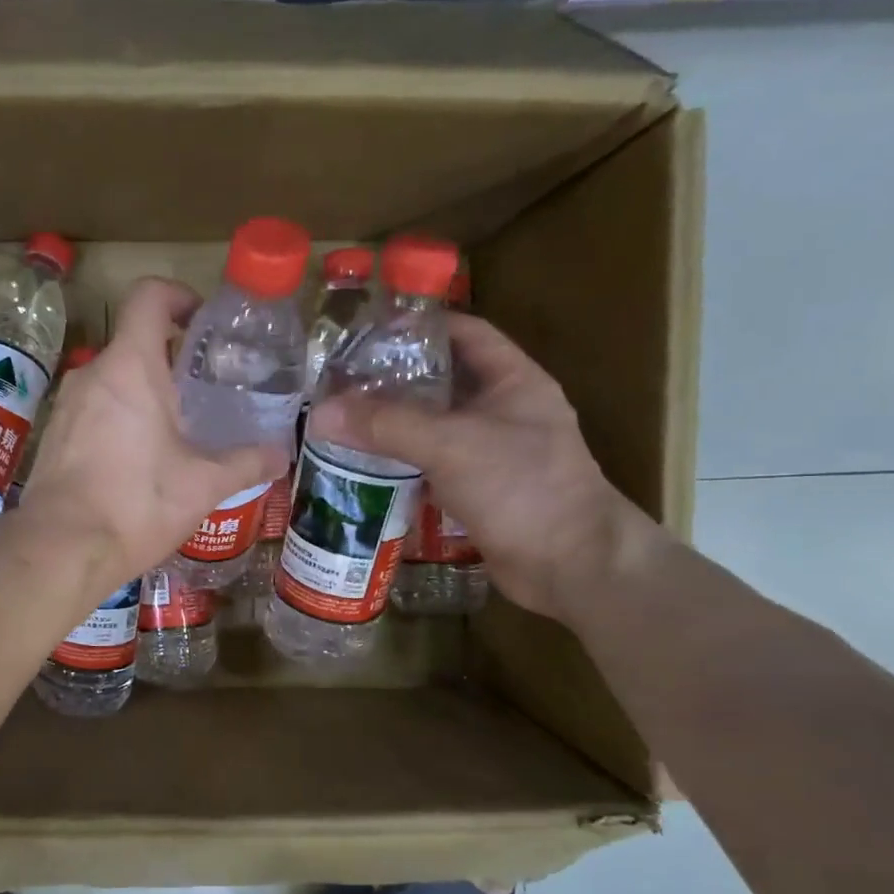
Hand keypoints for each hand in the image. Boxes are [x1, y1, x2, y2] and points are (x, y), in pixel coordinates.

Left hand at [21, 278, 288, 595]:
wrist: (61, 548)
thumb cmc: (137, 504)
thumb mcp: (203, 485)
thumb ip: (246, 463)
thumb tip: (282, 454)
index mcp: (131, 366)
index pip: (149, 296)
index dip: (178, 295)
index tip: (202, 321)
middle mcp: (93, 373)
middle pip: (133, 341)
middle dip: (170, 357)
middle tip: (203, 388)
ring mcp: (66, 405)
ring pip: (112, 379)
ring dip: (144, 391)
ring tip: (176, 428)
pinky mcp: (53, 435)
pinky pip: (93, 409)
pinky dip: (119, 417)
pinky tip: (138, 459)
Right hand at [306, 312, 657, 621]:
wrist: (571, 565)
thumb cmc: (521, 487)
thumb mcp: (451, 445)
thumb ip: (386, 426)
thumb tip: (321, 414)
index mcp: (513, 380)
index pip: (465, 333)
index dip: (420, 327)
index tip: (369, 333)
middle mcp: (505, 411)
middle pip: (443, 382)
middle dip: (395, 380)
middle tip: (343, 382)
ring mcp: (494, 454)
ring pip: (435, 428)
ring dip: (395, 426)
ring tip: (344, 422)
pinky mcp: (481, 492)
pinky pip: (434, 467)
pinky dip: (404, 465)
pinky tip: (366, 467)